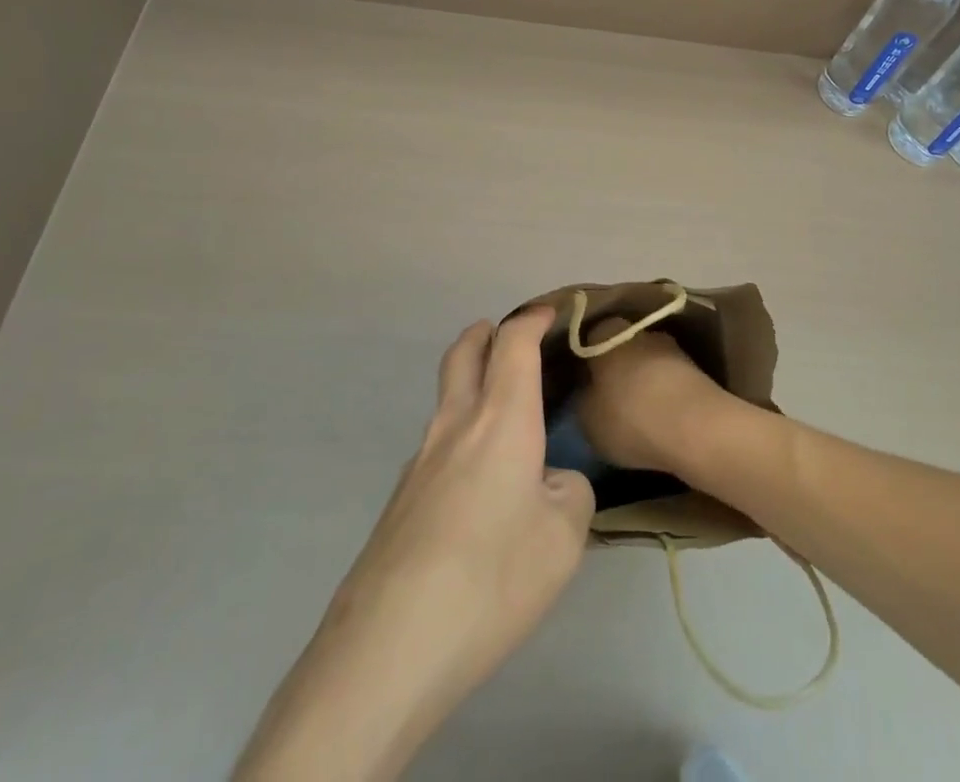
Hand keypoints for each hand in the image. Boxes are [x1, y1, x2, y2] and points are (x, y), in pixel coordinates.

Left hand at [234, 309, 593, 781]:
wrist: (390, 645)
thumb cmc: (493, 577)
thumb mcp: (564, 539)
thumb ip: (569, 494)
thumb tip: (551, 483)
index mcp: (501, 419)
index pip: (513, 344)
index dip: (532, 320)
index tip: (550, 315)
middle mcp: (455, 426)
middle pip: (462, 354)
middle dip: (484, 334)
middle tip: (505, 335)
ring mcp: (419, 463)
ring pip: (446, 401)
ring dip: (470, 387)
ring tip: (503, 421)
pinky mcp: (400, 501)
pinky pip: (437, 448)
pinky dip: (460, 439)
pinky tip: (477, 490)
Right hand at [575, 318, 733, 477]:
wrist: (696, 427)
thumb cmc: (629, 417)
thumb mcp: (587, 418)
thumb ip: (584, 399)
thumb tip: (589, 392)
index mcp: (606, 332)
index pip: (588, 339)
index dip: (583, 362)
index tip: (580, 383)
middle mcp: (639, 330)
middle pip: (620, 348)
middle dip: (615, 369)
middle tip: (606, 398)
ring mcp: (671, 346)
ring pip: (647, 362)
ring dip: (642, 381)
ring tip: (635, 413)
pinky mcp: (696, 368)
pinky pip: (668, 379)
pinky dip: (663, 393)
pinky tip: (659, 417)